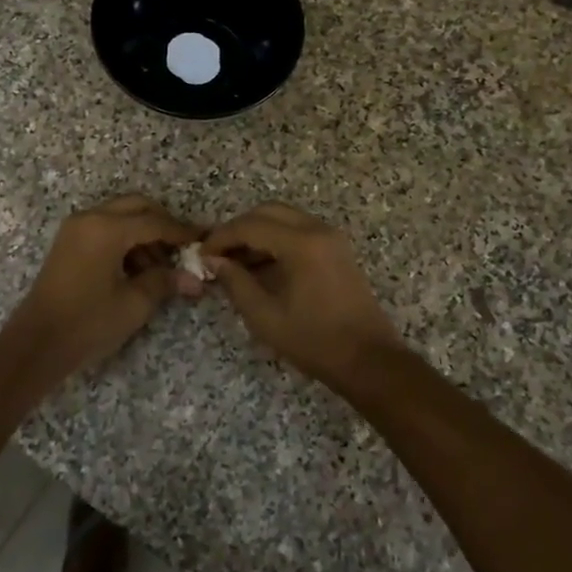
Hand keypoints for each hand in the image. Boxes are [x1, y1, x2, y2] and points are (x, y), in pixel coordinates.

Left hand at [3, 196, 202, 377]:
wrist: (36, 345)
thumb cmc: (88, 323)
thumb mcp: (133, 304)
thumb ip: (165, 282)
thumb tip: (195, 279)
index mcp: (107, 229)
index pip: (154, 222)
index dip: (181, 232)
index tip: (203, 240)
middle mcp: (90, 218)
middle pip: (136, 207)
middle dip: (162, 223)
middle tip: (181, 249)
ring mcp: (75, 228)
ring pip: (120, 216)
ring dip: (142, 233)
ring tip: (159, 267)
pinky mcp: (68, 242)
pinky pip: (104, 228)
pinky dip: (124, 239)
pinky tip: (135, 269)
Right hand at [202, 203, 411, 383]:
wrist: (369, 360)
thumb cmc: (315, 341)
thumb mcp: (265, 317)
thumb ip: (236, 283)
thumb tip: (214, 261)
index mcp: (301, 244)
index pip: (251, 225)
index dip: (222, 237)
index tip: (202, 254)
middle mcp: (318, 230)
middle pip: (268, 212)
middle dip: (239, 228)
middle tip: (218, 254)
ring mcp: (332, 238)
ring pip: (285, 218)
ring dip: (258, 232)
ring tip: (235, 262)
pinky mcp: (337, 249)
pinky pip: (300, 230)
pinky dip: (277, 239)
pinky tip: (261, 266)